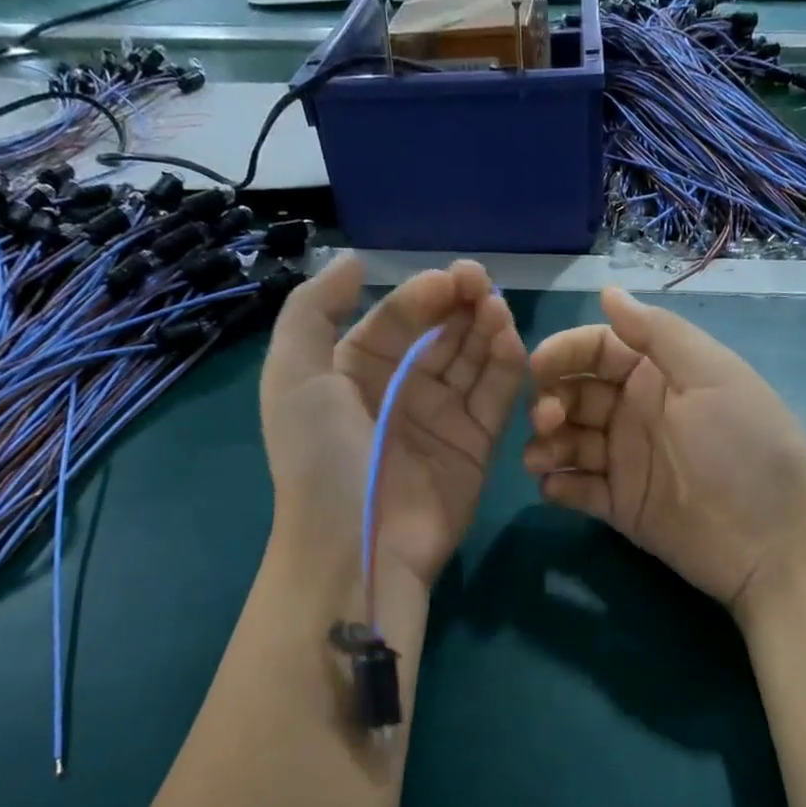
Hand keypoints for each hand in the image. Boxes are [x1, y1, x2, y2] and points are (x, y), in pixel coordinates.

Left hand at [261, 254, 524, 600]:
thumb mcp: (293, 376)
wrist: (356, 546)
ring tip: (499, 310)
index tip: (452, 279)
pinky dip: (507, 368)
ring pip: (473, 360)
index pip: (397, 319)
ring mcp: (442, 419)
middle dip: (462, 305)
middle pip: (441, 335)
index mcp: (355, 372)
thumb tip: (351, 261)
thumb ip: (313, 310)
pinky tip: (512, 343)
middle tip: (485, 285)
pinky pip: (496, 398)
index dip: (423, 295)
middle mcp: (401, 391)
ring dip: (488, 330)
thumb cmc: (320, 458)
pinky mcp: (477, 446)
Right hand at [524, 287, 805, 614]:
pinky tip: (556, 487)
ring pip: (569, 442)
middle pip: (576, 395)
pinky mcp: (620, 506)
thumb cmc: (746, 446)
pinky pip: (578, 489)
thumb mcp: (712, 376)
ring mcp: (626, 462)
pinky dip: (560, 485)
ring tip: (542, 459)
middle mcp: (637, 413)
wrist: (775, 542)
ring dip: (548, 444)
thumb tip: (607, 291)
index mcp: (660, 375)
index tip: (537, 366)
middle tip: (548, 420)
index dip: (566, 351)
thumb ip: (658, 333)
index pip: (600, 350)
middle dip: (552, 401)